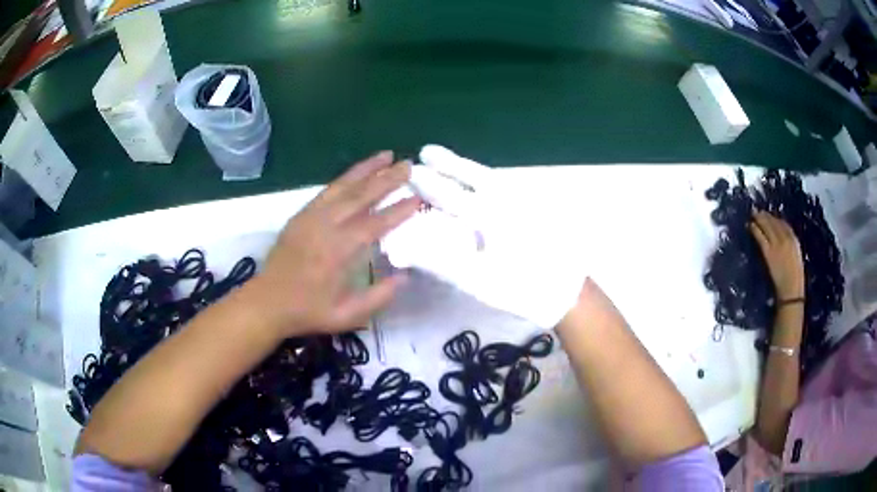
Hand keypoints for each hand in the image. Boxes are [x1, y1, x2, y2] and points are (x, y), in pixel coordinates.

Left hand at [244, 151, 420, 336]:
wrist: (266, 302)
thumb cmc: (308, 311)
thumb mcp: (347, 315)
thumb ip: (379, 297)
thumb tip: (405, 276)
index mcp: (338, 251)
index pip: (375, 224)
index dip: (399, 210)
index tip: (419, 198)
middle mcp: (325, 227)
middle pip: (360, 196)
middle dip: (386, 179)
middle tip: (408, 165)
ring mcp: (310, 217)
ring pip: (342, 186)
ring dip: (366, 169)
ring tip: (386, 155)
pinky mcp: (301, 215)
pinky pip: (326, 191)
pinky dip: (344, 178)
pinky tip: (356, 172)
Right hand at [380, 145, 589, 327]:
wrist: (568, 293)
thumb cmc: (523, 289)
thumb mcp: (480, 282)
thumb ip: (442, 263)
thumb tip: (409, 247)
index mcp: (492, 217)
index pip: (453, 195)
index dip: (429, 183)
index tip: (410, 171)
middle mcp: (509, 200)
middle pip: (475, 174)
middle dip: (449, 162)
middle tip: (427, 151)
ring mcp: (526, 201)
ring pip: (492, 177)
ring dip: (468, 168)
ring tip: (449, 163)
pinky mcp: (537, 208)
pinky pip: (505, 185)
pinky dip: (486, 179)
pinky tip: (481, 183)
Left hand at [749, 211, 804, 300]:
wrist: (791, 291)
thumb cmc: (795, 279)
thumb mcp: (796, 257)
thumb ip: (790, 246)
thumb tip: (780, 238)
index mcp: (795, 240)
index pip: (784, 224)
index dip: (775, 219)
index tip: (769, 216)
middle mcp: (786, 239)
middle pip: (774, 222)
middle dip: (765, 216)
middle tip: (757, 212)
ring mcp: (777, 245)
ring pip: (766, 226)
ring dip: (759, 219)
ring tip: (752, 215)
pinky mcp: (769, 252)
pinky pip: (761, 236)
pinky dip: (755, 229)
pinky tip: (750, 226)